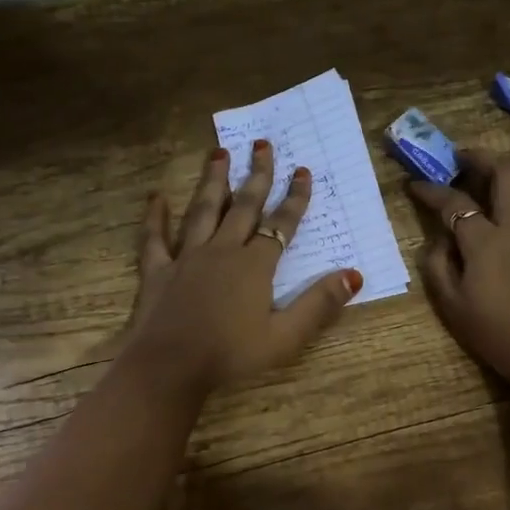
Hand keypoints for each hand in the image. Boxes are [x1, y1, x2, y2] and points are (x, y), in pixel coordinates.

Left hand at [124, 142, 361, 393]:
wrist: (170, 366)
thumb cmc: (231, 355)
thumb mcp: (285, 337)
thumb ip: (319, 304)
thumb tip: (354, 274)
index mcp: (254, 266)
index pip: (280, 224)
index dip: (294, 198)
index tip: (302, 171)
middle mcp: (222, 251)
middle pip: (243, 206)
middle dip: (256, 175)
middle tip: (263, 144)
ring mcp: (187, 258)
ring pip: (202, 211)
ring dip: (212, 181)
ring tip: (219, 153)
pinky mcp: (158, 271)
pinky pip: (156, 238)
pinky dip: (155, 217)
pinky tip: (156, 198)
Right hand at [409, 149, 509, 396]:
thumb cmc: (497, 336)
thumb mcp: (452, 307)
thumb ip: (437, 267)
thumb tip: (437, 240)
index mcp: (485, 241)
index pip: (453, 202)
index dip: (430, 190)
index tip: (414, 184)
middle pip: (506, 173)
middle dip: (482, 158)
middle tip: (465, 161)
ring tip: (501, 181)